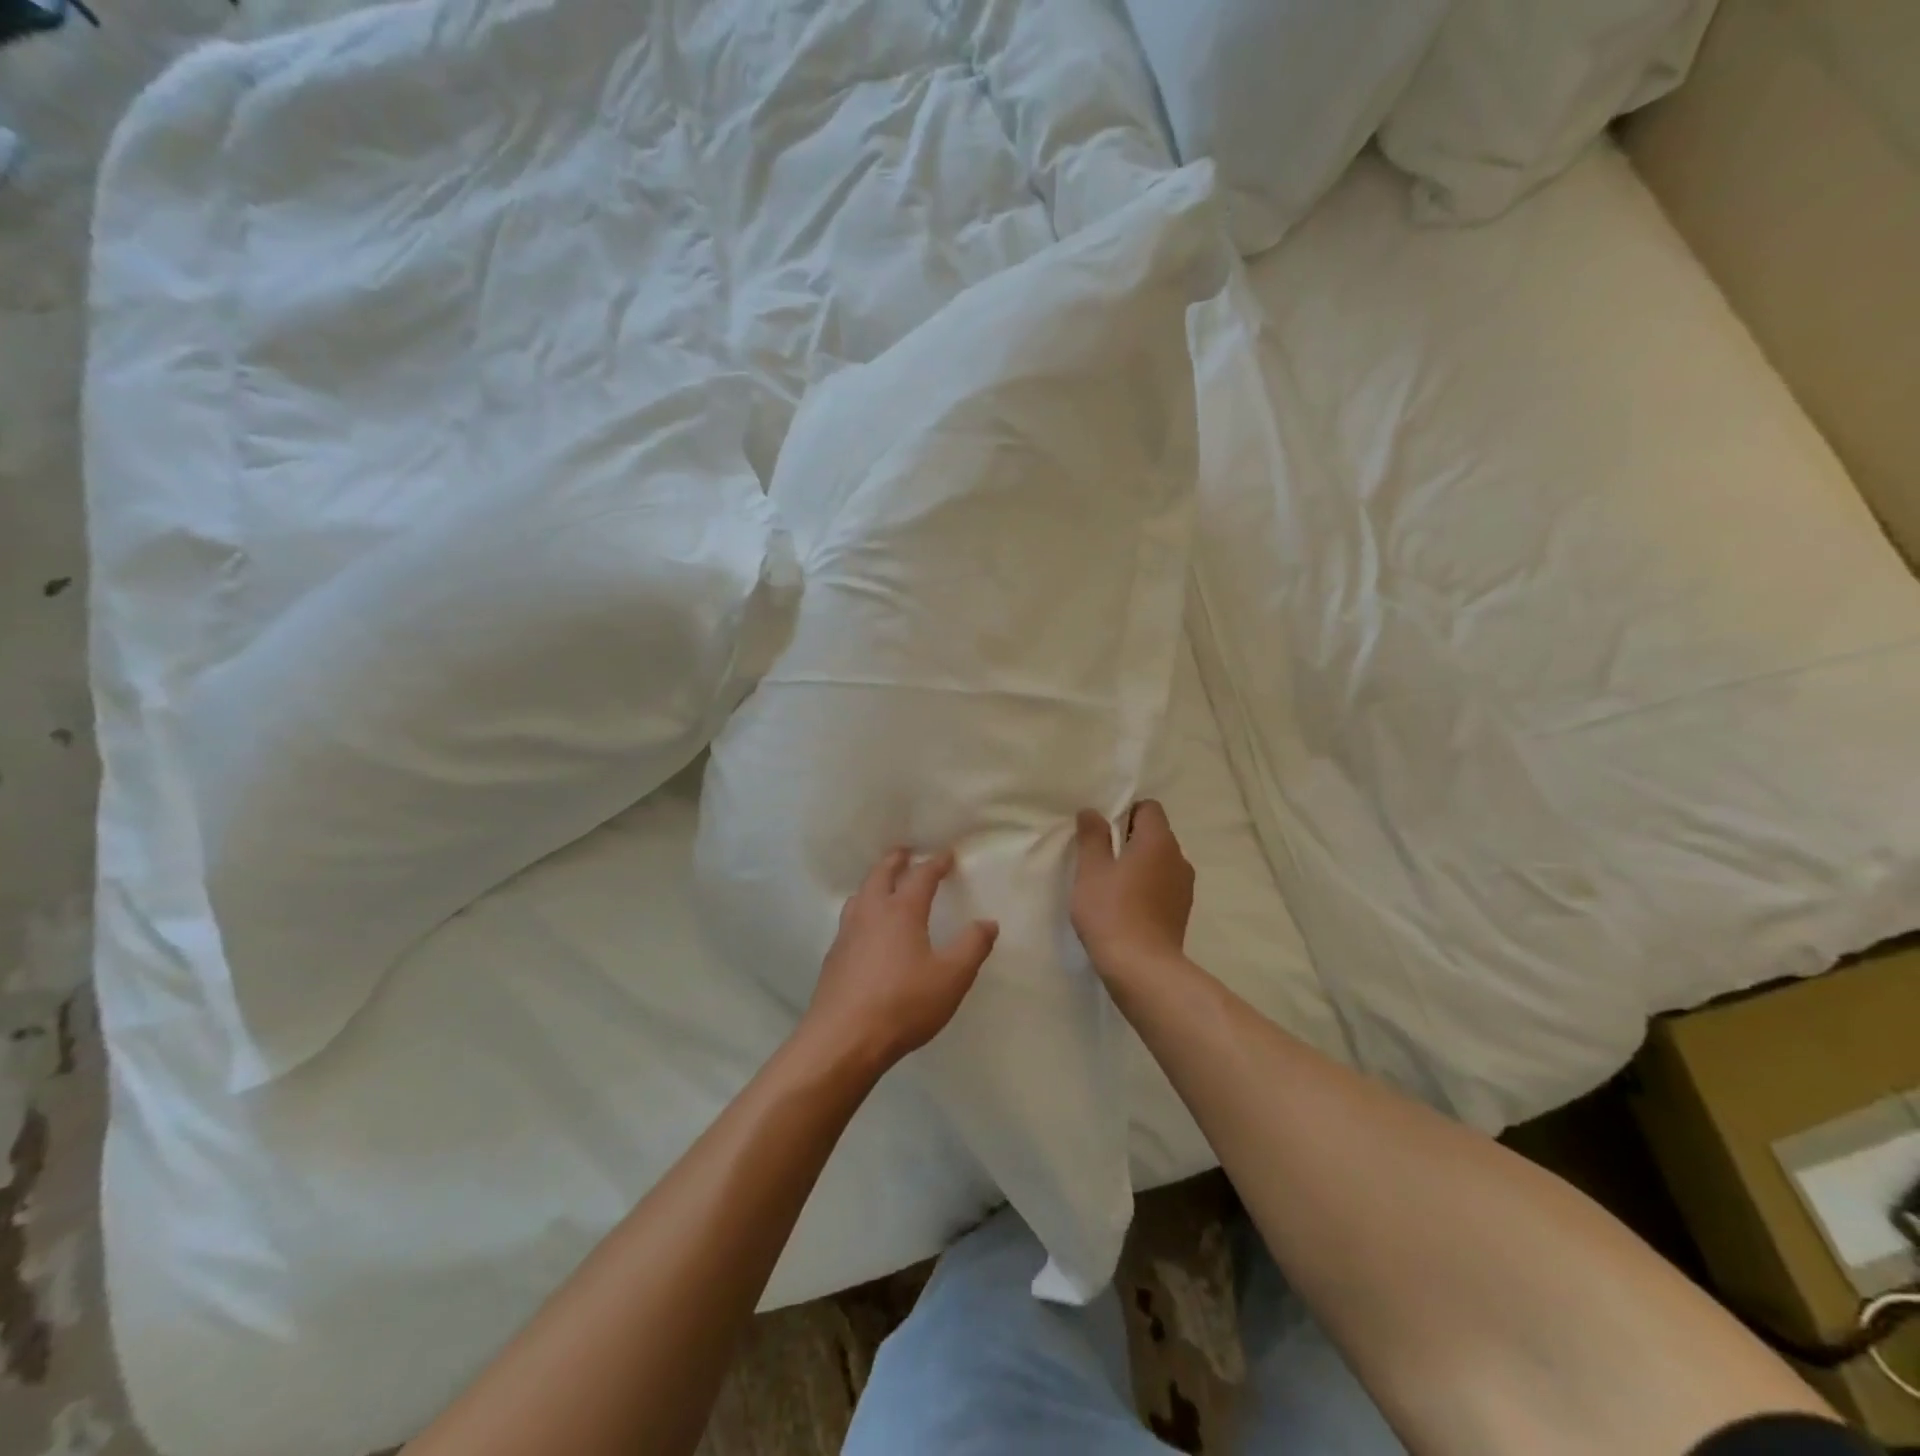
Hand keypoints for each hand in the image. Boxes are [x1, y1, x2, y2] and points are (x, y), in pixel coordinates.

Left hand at [803, 847, 998, 1072]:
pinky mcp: (833, 958)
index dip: (936, 864)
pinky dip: (861, 910)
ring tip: (882, 885)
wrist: (843, 1039)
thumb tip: (988, 922)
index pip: (921, 877)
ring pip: (860, 895)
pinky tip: (865, 930)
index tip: (946, 854)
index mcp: (901, 911)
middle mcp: (871, 913)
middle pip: (881, 875)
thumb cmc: (903, 1003)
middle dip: (896, 861)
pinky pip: (849, 920)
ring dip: (874, 883)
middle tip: (905, 853)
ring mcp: (847, 935)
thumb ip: (972, 947)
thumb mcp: (951, 978)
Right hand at [1071, 800, 1193, 981]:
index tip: (1102, 832)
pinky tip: (1126, 907)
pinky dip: (1147, 888)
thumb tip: (1092, 812)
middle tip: (1100, 858)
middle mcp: (1178, 858)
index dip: (1125, 812)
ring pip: (1160, 862)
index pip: (1149, 808)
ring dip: (1139, 865)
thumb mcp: (1091, 870)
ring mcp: (1184, 887)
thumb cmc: (1111, 911)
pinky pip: (1163, 886)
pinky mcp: (1181, 912)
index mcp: (1159, 841)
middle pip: (1155, 834)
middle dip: (1129, 840)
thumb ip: (1092, 836)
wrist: (1142, 968)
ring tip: (1112, 885)